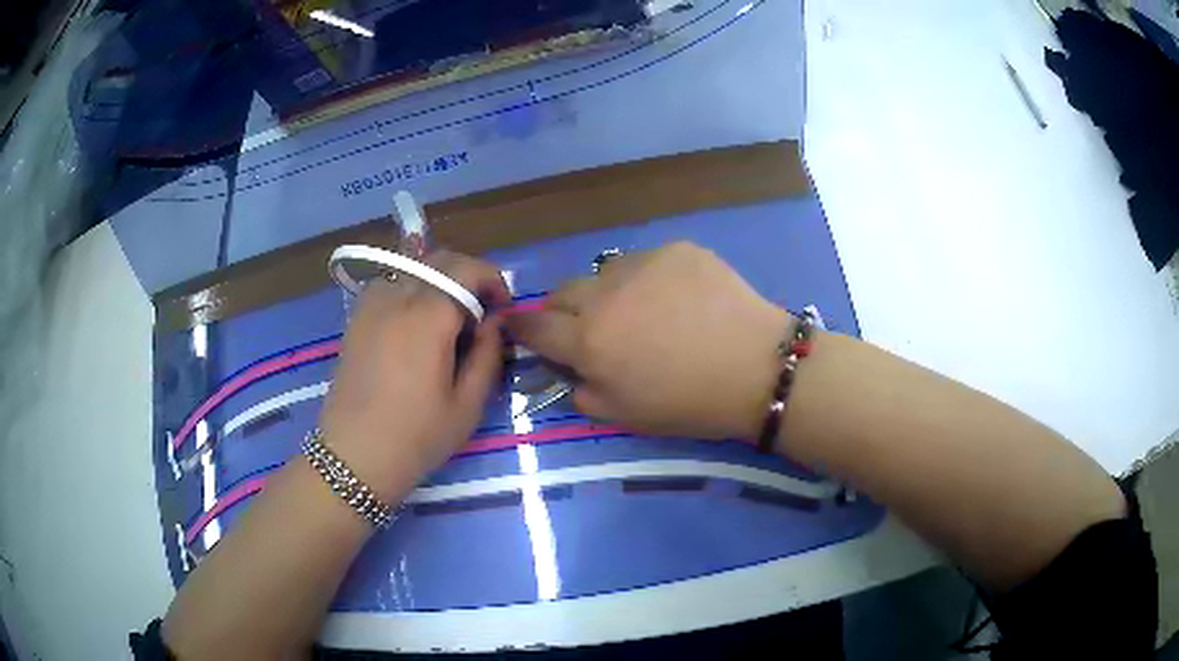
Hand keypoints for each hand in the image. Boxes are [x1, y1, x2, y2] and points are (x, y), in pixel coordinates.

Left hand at [317, 251, 509, 500]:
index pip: (467, 269)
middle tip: (482, 312)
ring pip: (413, 268)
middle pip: (439, 260)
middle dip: (469, 276)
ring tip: (448, 319)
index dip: (493, 280)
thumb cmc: (416, 437)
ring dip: (439, 281)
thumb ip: (488, 354)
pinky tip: (416, 325)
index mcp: (427, 317)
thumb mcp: (467, 405)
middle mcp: (397, 298)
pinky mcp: (356, 318)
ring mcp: (370, 305)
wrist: (354, 457)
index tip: (503, 309)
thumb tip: (494, 321)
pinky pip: (390, 284)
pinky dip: (412, 290)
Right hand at [508, 242, 788, 438]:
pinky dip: (650, 279)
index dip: (523, 329)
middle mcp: (605, 295)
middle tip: (590, 326)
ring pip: (606, 274)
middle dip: (565, 310)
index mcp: (588, 341)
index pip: (535, 327)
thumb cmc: (689, 403)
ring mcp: (642, 264)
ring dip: (610, 292)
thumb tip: (569, 370)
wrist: (757, 369)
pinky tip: (680, 298)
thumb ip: (583, 392)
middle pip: (563, 292)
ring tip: (644, 311)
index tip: (521, 329)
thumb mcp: (625, 416)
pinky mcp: (676, 249)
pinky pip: (647, 261)